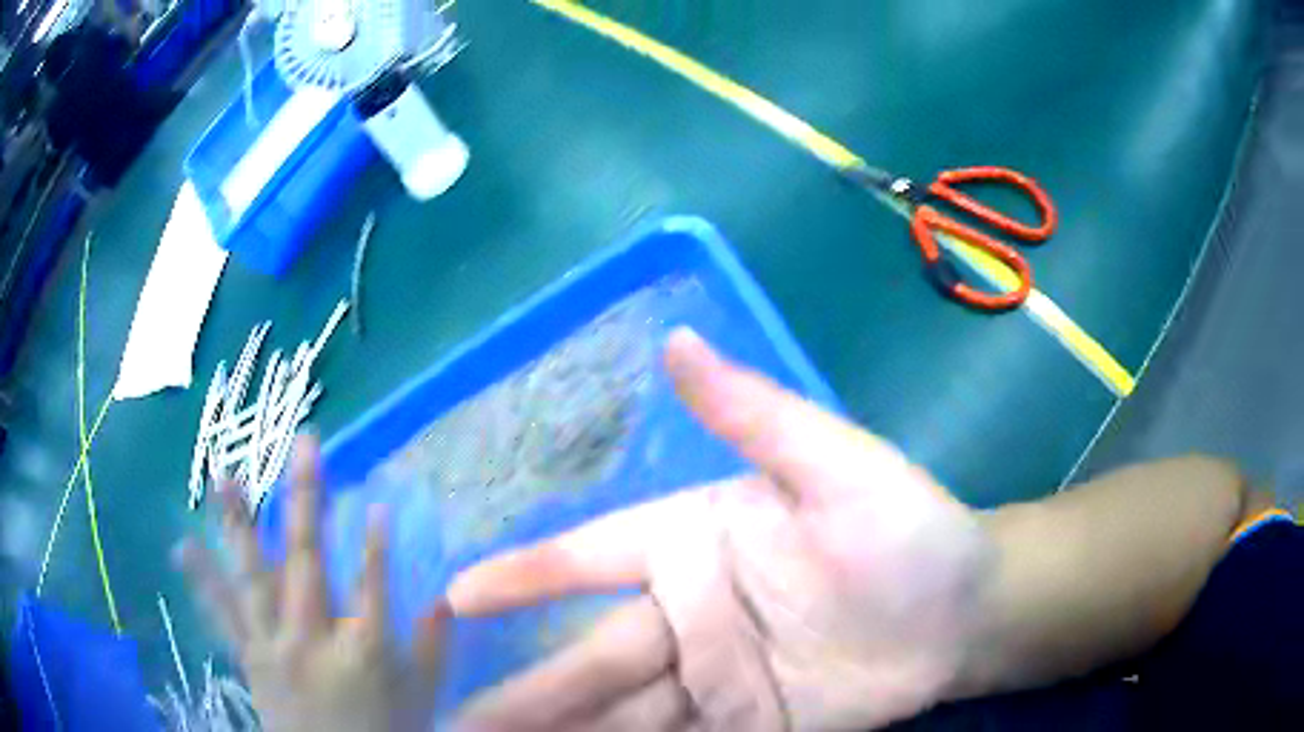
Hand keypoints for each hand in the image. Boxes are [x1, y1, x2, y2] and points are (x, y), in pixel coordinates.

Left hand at [176, 434, 446, 731]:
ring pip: (253, 575)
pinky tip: (184, 546)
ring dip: (239, 521)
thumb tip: (447, 598)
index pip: (373, 587)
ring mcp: (273, 645)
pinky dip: (204, 579)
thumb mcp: (419, 699)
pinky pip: (224, 613)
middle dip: (307, 498)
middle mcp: (312, 640)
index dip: (377, 545)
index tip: (379, 505)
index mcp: (363, 653)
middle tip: (304, 444)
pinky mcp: (250, 656)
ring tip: (225, 474)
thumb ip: (431, 648)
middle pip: (307, 561)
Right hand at [447, 329, 997, 730]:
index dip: (522, 577)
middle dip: (525, 691)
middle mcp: (688, 615)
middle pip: (591, 658)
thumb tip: (676, 340)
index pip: (587, 560)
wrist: (963, 612)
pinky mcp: (746, 725)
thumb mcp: (835, 464)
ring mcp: (714, 678)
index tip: (454, 598)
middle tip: (456, 718)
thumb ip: (753, 412)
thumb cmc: (906, 533)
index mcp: (693, 543)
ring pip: (619, 713)